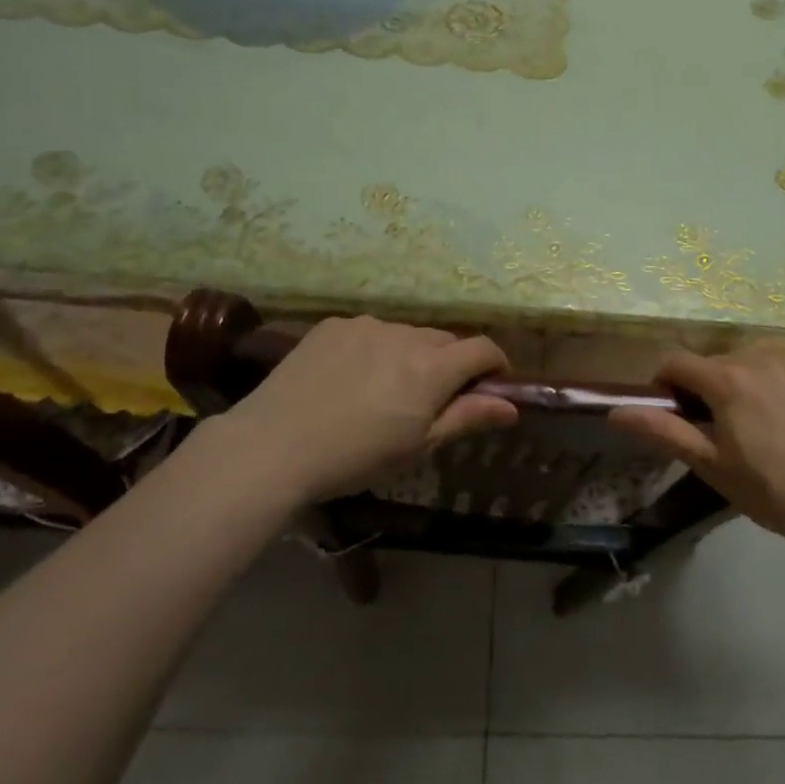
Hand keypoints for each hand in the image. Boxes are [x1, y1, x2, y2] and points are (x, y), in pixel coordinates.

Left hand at [206, 317, 517, 503]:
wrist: (273, 446)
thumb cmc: (355, 458)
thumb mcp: (418, 447)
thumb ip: (467, 418)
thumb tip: (511, 406)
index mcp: (431, 368)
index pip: (482, 348)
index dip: (496, 364)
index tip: (492, 385)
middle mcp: (404, 335)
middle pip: (444, 341)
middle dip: (450, 364)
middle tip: (430, 400)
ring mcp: (366, 325)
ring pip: (406, 335)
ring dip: (410, 355)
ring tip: (383, 390)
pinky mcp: (333, 325)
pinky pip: (369, 332)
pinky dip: (374, 349)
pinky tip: (349, 378)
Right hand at [608, 347, 784, 560]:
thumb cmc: (773, 491)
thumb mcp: (712, 466)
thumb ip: (663, 432)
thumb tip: (616, 412)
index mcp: (727, 378)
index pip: (676, 361)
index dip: (664, 384)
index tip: (673, 414)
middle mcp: (760, 357)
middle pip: (715, 363)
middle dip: (705, 388)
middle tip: (717, 432)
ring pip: (751, 364)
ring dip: (741, 386)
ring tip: (757, 430)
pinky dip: (776, 389)